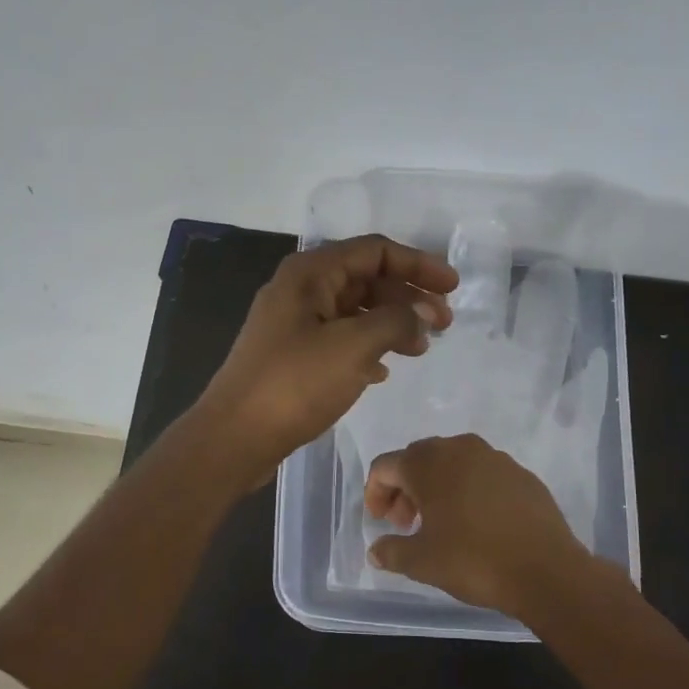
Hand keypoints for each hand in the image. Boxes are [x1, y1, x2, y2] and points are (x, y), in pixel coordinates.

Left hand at [191, 234, 456, 483]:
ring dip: (390, 325)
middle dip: (408, 297)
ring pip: (354, 313)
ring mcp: (293, 325)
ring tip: (420, 349)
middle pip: (365, 280)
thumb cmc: (294, 384)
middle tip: (444, 325)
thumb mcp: (353, 347)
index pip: (375, 251)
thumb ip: (396, 321)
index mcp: (310, 274)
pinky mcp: (291, 357)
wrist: (235, 437)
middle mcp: (299, 291)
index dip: (418, 265)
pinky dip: (367, 349)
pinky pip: (339, 341)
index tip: (453, 287)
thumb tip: (422, 314)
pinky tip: (383, 372)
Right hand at [365, 434, 596, 618]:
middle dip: (405, 488)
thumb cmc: (473, 560)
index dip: (375, 493)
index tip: (380, 522)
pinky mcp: (521, 474)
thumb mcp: (422, 562)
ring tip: (440, 522)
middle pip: (418, 458)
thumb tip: (376, 550)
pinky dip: (468, 490)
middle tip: (406, 523)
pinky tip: (475, 522)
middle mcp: (460, 449)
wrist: (546, 570)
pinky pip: (482, 473)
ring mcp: (495, 458)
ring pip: (452, 463)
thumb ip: (391, 551)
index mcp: (429, 463)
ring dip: (437, 487)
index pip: (386, 466)